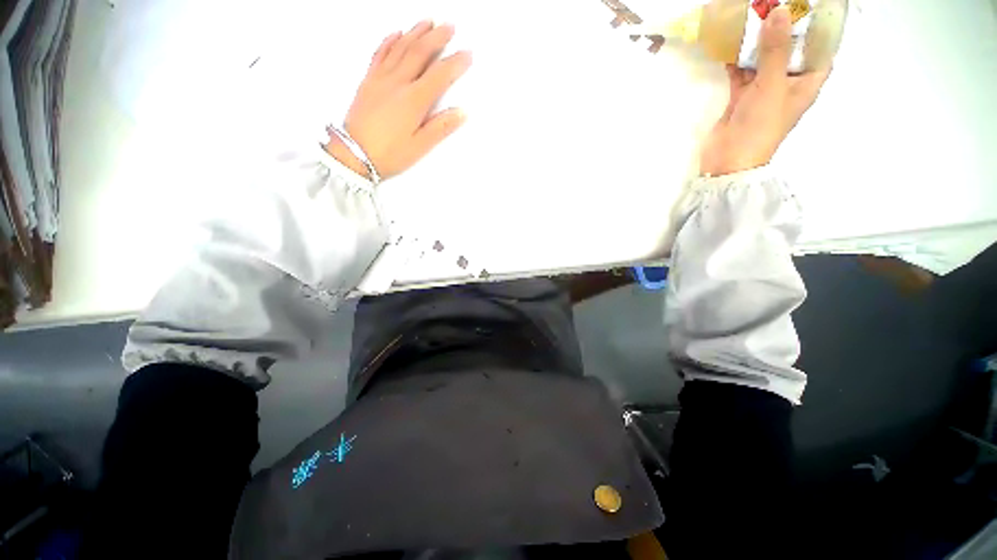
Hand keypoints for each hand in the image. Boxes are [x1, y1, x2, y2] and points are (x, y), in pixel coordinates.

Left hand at [325, 21, 472, 180]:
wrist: (353, 154)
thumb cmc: (390, 154)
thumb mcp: (420, 146)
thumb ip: (441, 127)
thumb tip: (462, 112)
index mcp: (414, 100)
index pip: (439, 75)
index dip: (455, 63)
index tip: (468, 54)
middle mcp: (398, 82)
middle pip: (420, 52)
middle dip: (437, 37)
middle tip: (450, 27)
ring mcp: (380, 78)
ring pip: (400, 47)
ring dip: (415, 32)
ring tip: (428, 21)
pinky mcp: (368, 80)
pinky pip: (379, 53)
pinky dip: (390, 40)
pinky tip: (397, 33)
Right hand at [699, 6, 830, 176]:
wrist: (729, 159)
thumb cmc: (761, 125)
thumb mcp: (773, 84)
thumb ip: (776, 49)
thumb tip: (780, 11)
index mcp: (807, 81)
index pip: (820, 48)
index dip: (819, 26)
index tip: (808, 6)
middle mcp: (788, 82)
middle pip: (790, 49)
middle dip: (782, 28)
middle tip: (772, 4)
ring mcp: (763, 90)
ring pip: (763, 58)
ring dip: (757, 41)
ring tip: (750, 16)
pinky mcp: (741, 97)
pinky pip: (741, 71)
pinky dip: (736, 59)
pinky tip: (729, 42)